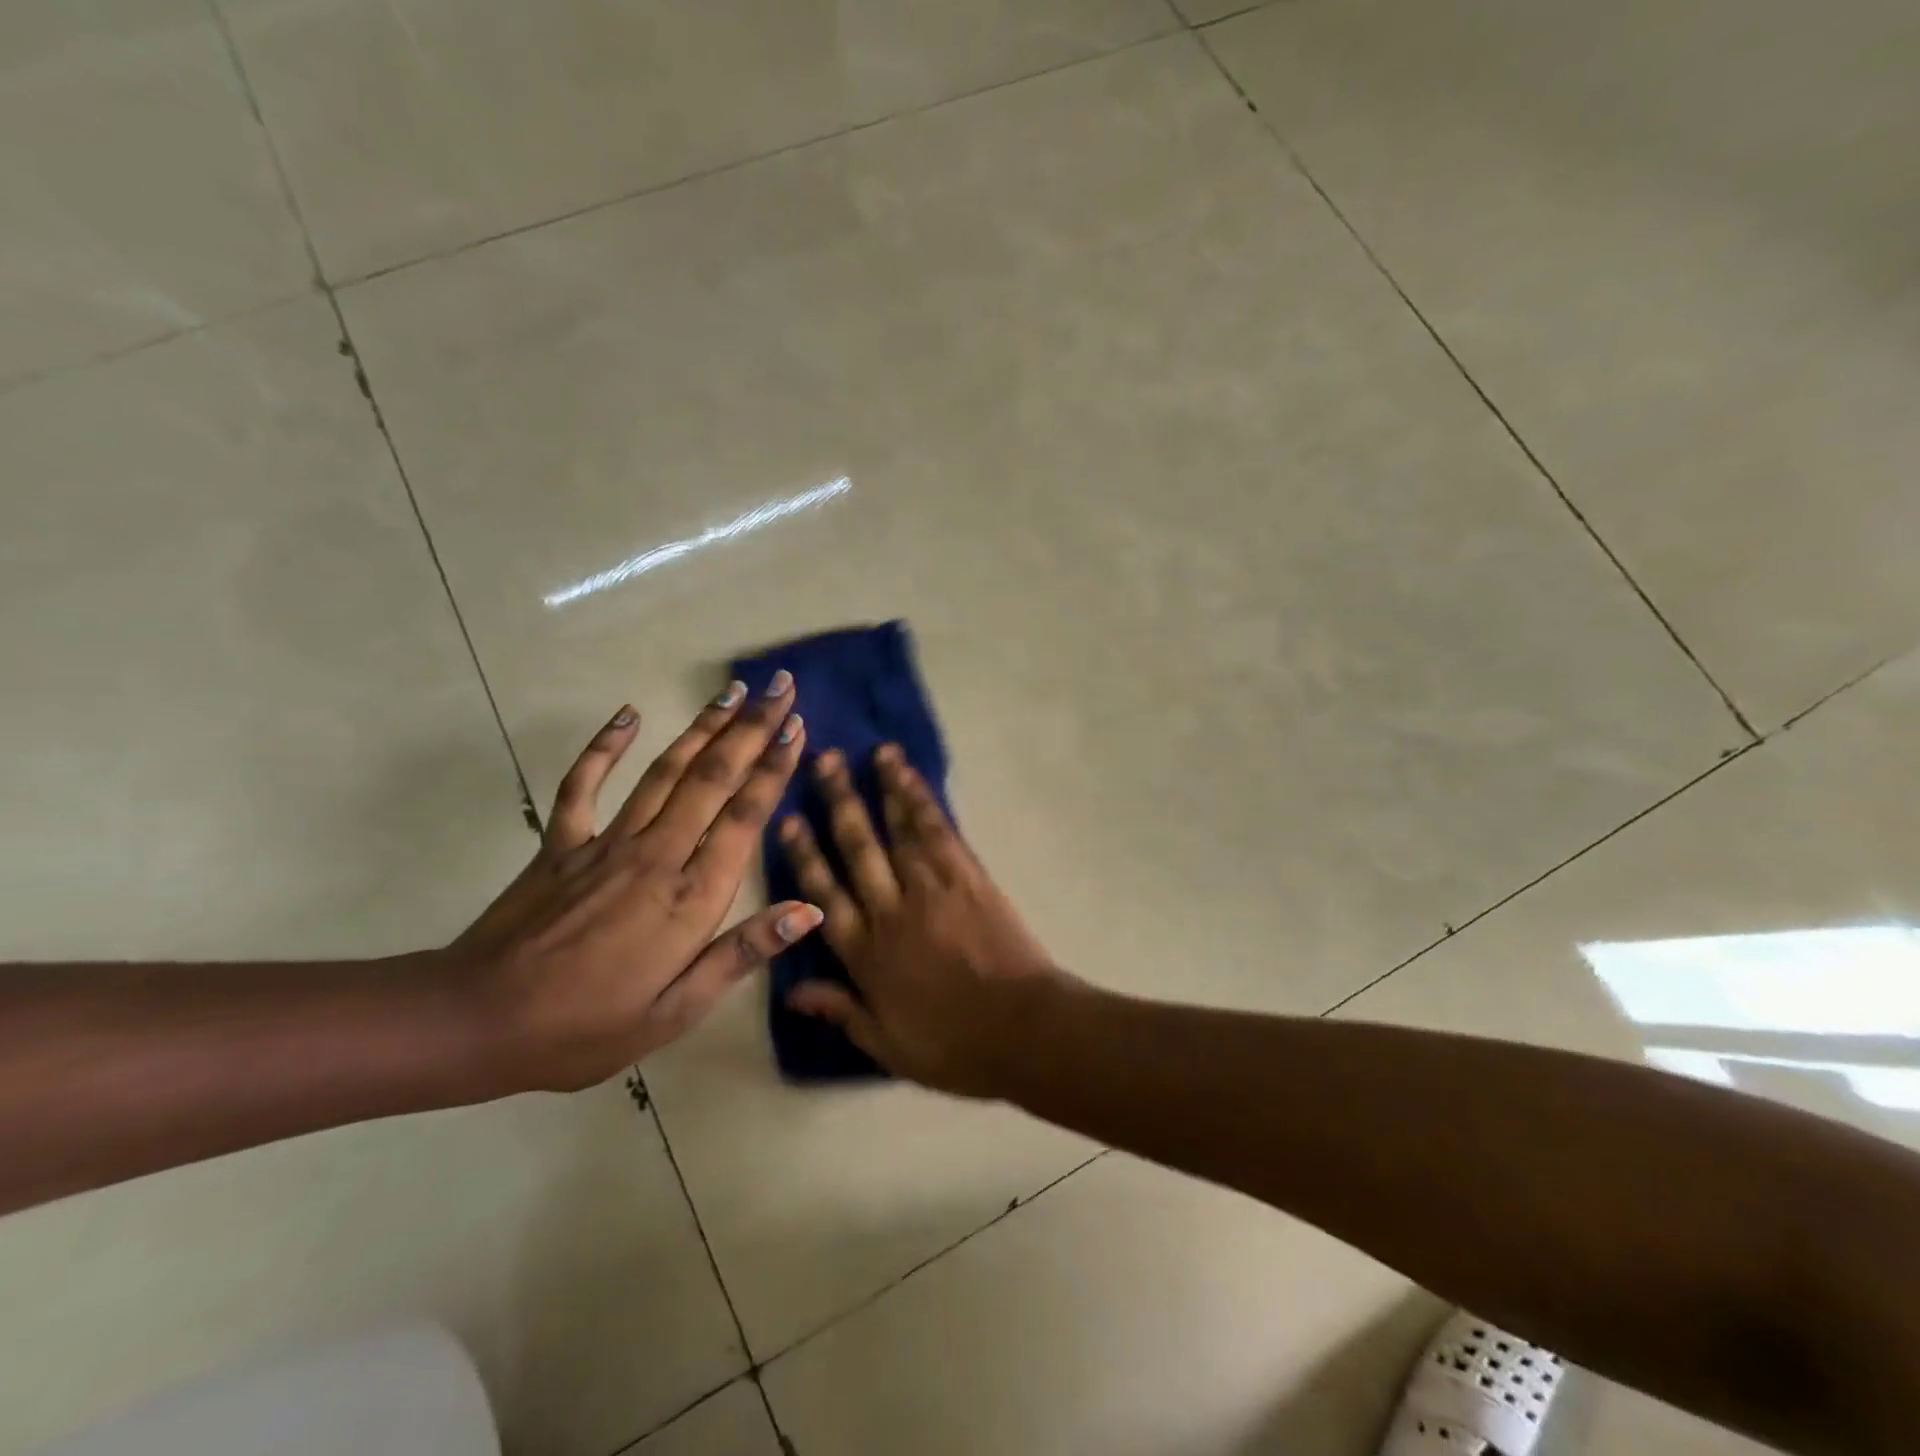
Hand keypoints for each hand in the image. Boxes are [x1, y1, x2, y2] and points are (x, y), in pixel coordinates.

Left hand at [452, 676, 818, 1091]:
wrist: (474, 1023)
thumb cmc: (586, 1027)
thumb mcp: (676, 1011)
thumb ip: (741, 953)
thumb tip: (809, 910)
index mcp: (690, 898)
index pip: (744, 817)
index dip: (774, 768)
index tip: (797, 727)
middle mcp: (656, 855)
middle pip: (713, 778)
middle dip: (751, 728)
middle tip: (780, 687)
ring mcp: (605, 843)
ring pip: (665, 771)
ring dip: (703, 727)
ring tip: (732, 690)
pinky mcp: (561, 843)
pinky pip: (583, 783)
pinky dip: (605, 746)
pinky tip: (627, 714)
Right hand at [777, 743, 1063, 1096]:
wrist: (1023, 1030)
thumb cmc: (955, 1046)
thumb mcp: (887, 1045)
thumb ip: (841, 1011)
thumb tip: (792, 995)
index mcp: (866, 954)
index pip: (823, 896)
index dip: (803, 857)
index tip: (788, 820)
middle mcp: (890, 911)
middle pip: (856, 849)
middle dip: (838, 803)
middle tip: (823, 761)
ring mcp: (930, 888)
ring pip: (896, 830)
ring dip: (880, 788)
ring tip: (868, 753)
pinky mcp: (966, 875)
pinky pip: (937, 830)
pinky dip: (920, 799)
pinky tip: (908, 775)